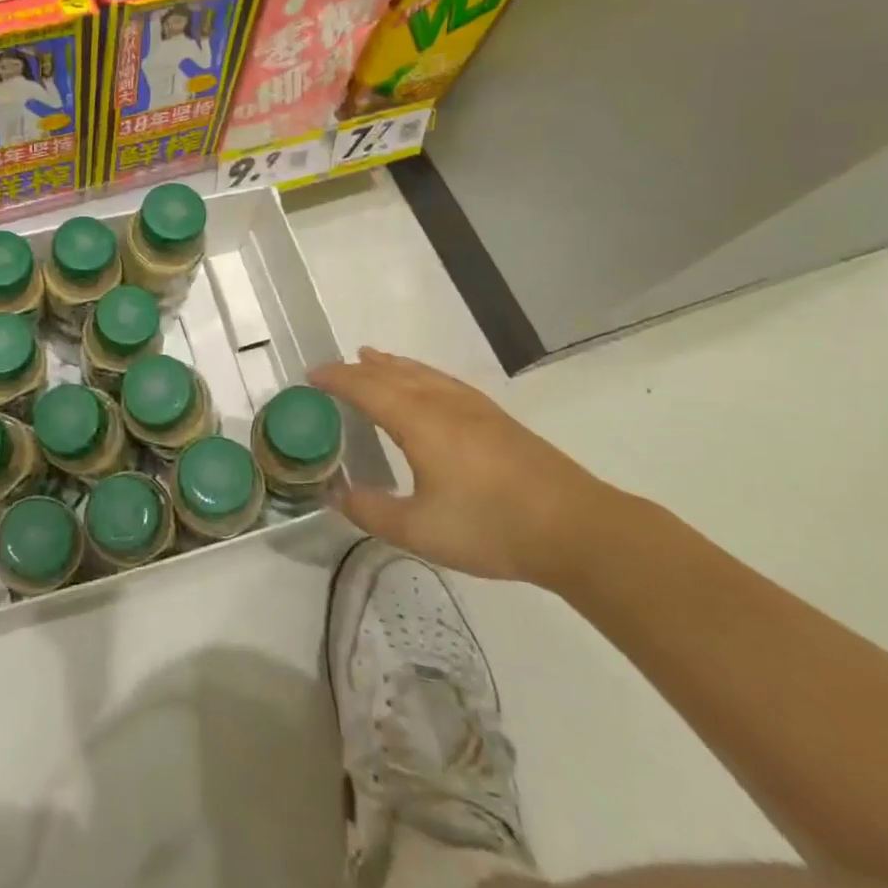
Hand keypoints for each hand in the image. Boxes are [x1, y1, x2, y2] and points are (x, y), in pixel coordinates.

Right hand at [311, 348, 617, 588]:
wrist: (576, 528)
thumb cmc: (490, 526)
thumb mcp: (419, 529)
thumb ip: (371, 512)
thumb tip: (335, 495)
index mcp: (418, 421)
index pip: (366, 387)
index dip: (336, 379)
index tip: (311, 375)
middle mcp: (442, 403)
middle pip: (393, 373)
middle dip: (360, 368)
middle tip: (337, 367)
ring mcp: (474, 408)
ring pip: (423, 373)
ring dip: (392, 365)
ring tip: (374, 357)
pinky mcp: (497, 419)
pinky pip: (444, 382)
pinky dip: (421, 374)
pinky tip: (429, 386)